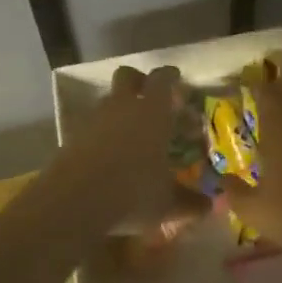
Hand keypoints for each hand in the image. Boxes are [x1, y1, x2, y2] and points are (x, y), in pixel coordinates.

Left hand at [43, 66, 193, 231]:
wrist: (73, 202)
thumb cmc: (132, 192)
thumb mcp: (167, 203)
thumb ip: (190, 202)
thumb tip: (209, 206)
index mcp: (152, 111)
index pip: (162, 78)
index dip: (170, 76)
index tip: (176, 78)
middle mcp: (123, 106)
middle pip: (127, 76)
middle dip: (138, 81)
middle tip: (149, 96)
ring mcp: (94, 119)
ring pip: (107, 99)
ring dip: (118, 107)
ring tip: (129, 130)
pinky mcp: (72, 136)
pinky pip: (91, 124)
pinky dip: (100, 131)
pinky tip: (107, 153)